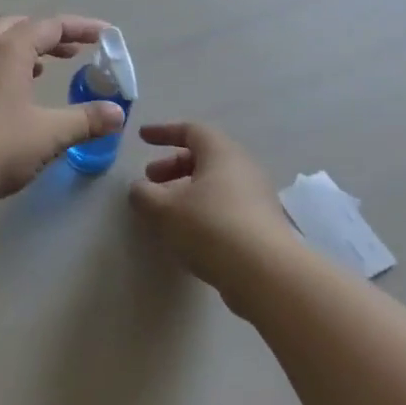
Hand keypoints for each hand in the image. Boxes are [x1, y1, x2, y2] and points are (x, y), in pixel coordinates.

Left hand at [0, 15, 125, 207]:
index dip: (80, 28)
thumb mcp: (48, 135)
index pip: (50, 26)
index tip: (105, 35)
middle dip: (48, 35)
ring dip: (21, 50)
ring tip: (43, 69)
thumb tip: (117, 113)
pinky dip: (0, 66)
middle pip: (17, 26)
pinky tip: (7, 93)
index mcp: (7, 49)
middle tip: (73, 52)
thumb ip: (85, 120)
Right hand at [127, 121, 293, 302]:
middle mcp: (244, 169)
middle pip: (205, 157)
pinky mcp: (262, 225)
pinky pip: (226, 205)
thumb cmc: (210, 227)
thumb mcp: (163, 209)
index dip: (164, 132)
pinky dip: (202, 209)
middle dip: (173, 165)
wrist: (266, 274)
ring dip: (187, 190)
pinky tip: (188, 232)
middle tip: (150, 180)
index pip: (192, 131)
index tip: (142, 138)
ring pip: (216, 184)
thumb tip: (140, 189)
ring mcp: (257, 198)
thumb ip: (143, 194)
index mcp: (222, 154)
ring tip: (165, 210)